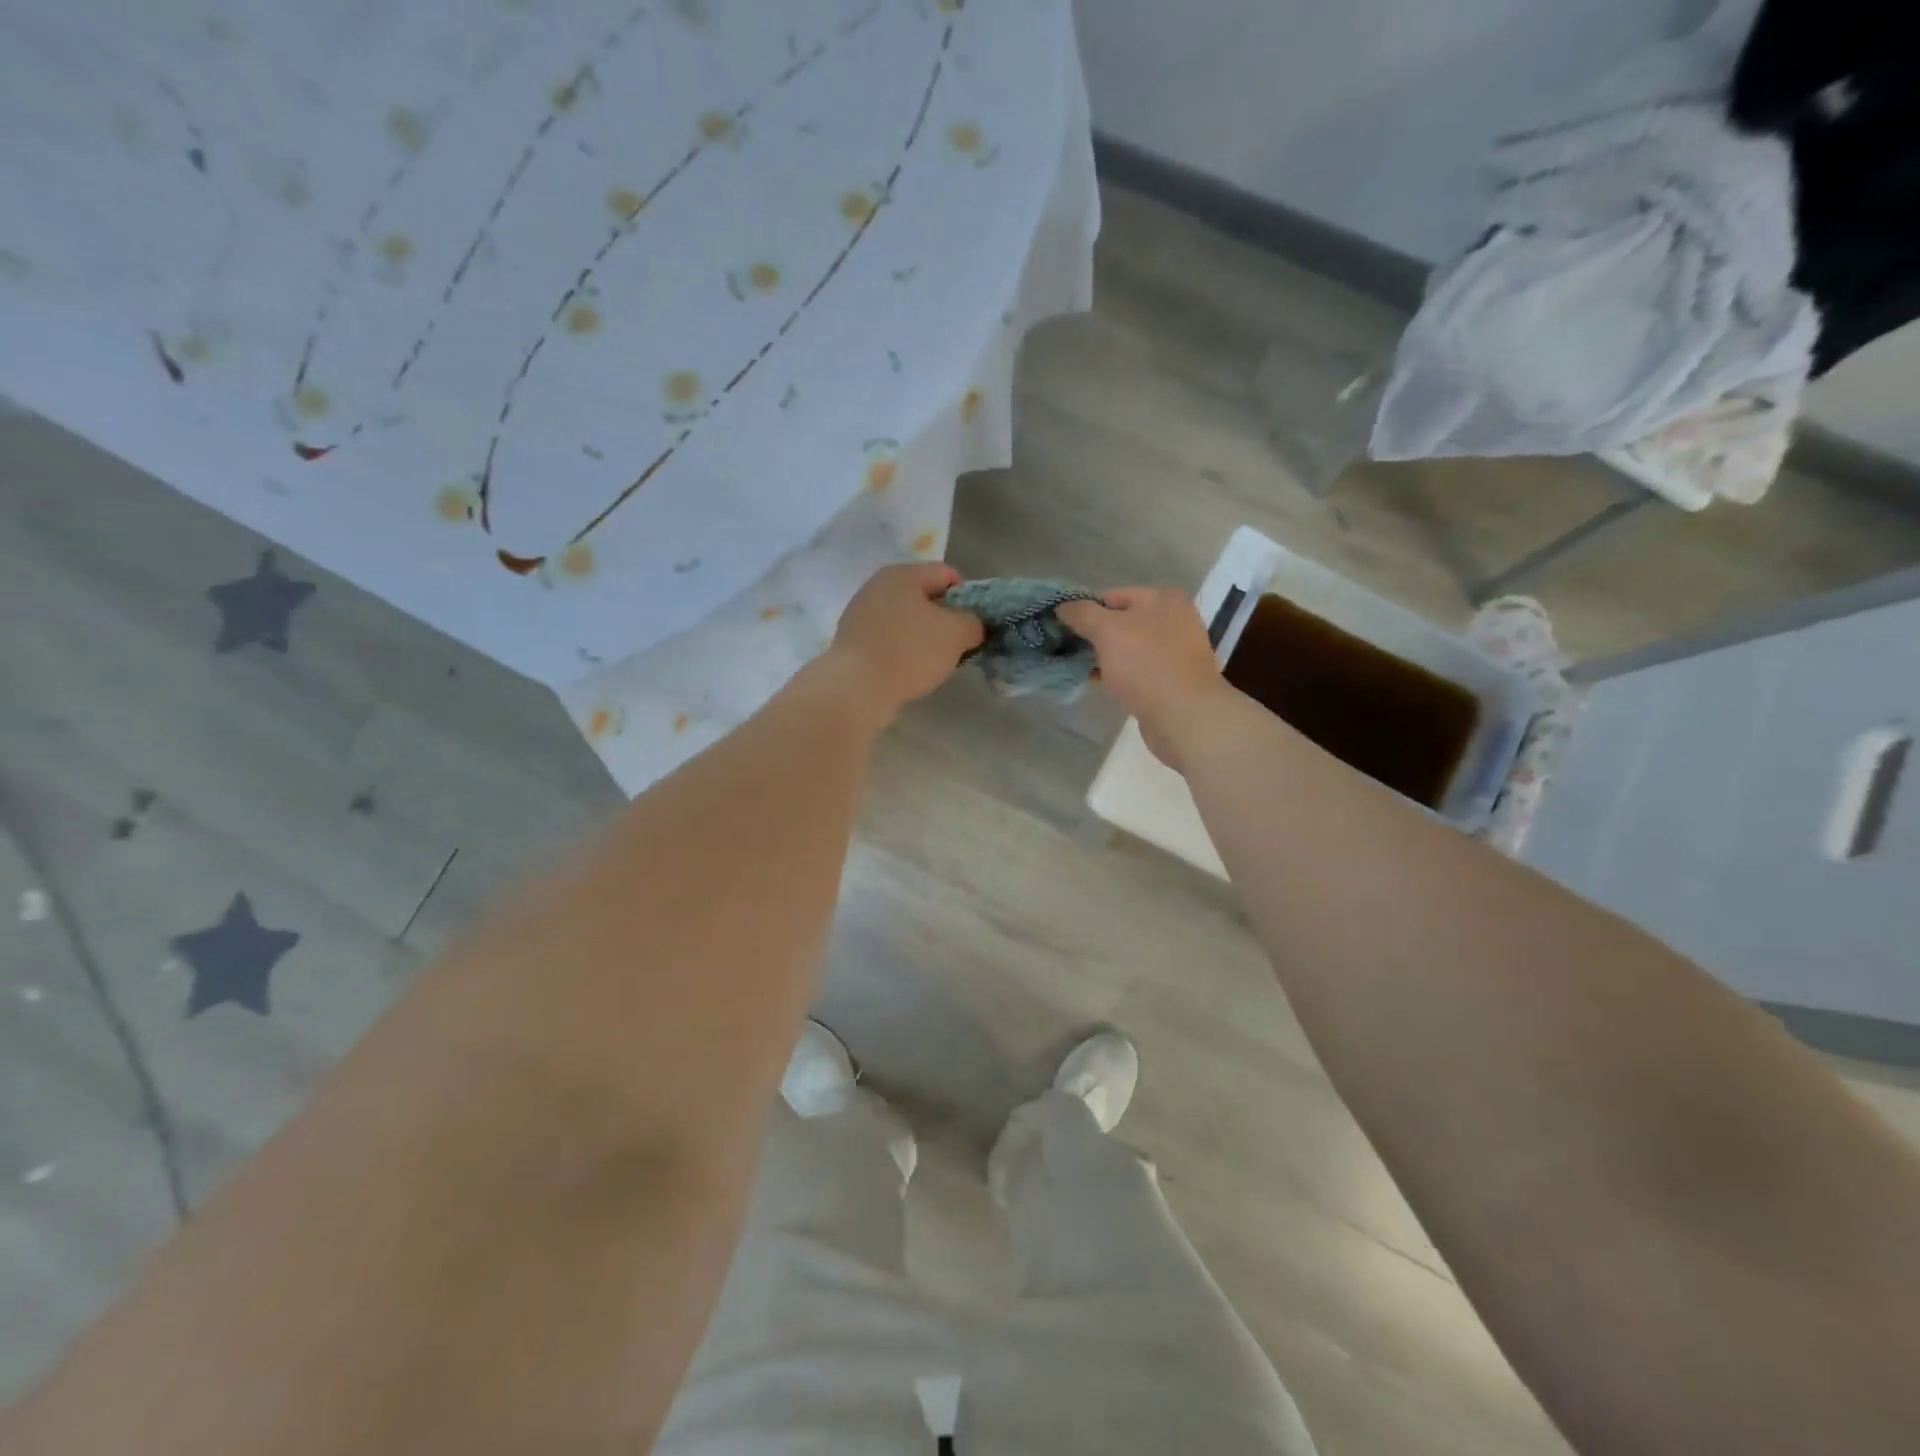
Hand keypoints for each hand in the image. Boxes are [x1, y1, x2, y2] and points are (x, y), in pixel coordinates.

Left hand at [826, 564, 984, 722]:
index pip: (947, 574)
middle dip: (945, 620)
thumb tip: (972, 626)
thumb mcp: (957, 633)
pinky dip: (903, 652)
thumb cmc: (910, 651)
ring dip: (924, 638)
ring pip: (906, 621)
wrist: (857, 688)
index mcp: (902, 573)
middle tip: (957, 646)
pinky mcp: (852, 642)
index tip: (973, 625)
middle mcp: (877, 586)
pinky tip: (908, 671)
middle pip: (925, 597)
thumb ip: (973, 622)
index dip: (968, 597)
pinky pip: (889, 640)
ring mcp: (860, 614)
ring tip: (932, 663)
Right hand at [1057, 589, 1236, 769]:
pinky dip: (1117, 674)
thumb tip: (1062, 606)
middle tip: (1065, 648)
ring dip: (1103, 656)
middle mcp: (1174, 620)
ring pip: (1128, 648)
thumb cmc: (1146, 664)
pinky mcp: (1171, 679)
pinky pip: (1136, 670)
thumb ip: (1082, 614)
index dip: (1084, 610)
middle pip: (1121, 622)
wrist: (1183, 716)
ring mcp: (1175, 651)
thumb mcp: (1107, 631)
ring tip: (1075, 666)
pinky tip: (1096, 682)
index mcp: (1163, 599)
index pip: (1112, 596)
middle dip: (1093, 635)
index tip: (1061, 628)